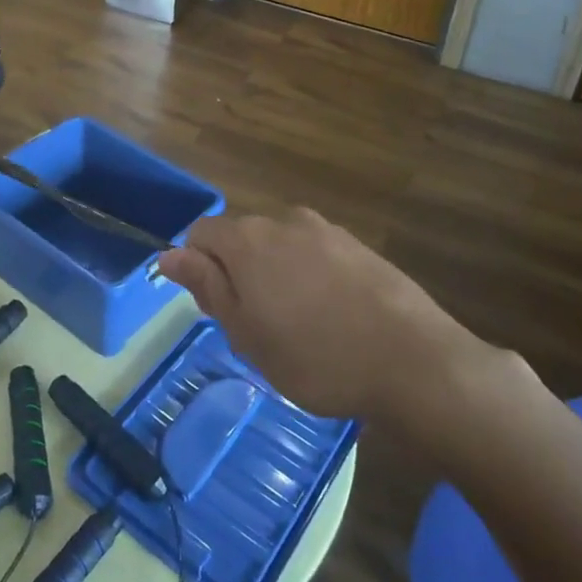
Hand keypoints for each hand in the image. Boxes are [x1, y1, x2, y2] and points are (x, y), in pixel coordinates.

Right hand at [157, 208, 504, 421]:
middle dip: (238, 273)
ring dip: (276, 275)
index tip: (217, 310)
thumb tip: (168, 254)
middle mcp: (283, 221)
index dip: (198, 268)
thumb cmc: (315, 357)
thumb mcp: (246, 334)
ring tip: (299, 326)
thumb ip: (207, 286)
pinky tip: (333, 317)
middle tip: (257, 328)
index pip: (200, 233)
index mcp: (248, 240)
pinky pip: (316, 253)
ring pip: (280, 246)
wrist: (413, 360)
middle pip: (242, 237)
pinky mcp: (358, 244)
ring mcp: (325, 229)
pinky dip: (310, 276)